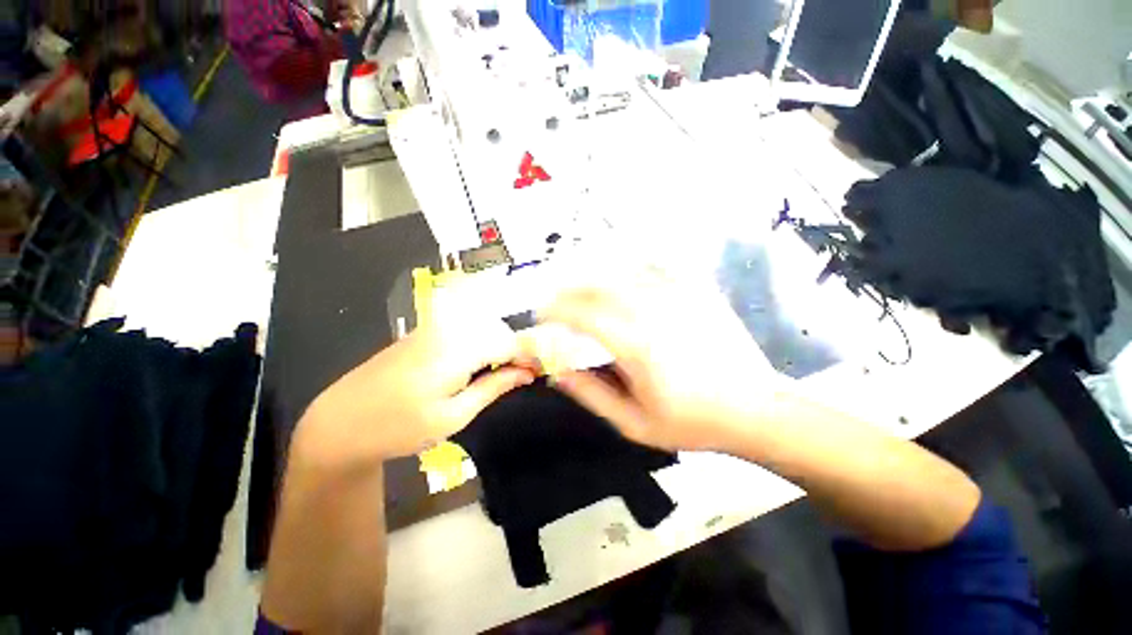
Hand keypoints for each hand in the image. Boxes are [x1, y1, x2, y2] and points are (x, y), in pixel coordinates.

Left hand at [293, 314, 535, 469]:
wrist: (341, 421)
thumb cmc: (399, 427)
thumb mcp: (453, 416)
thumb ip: (494, 387)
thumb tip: (527, 373)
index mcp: (456, 349)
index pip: (507, 341)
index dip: (528, 356)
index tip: (538, 373)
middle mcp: (447, 329)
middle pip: (497, 329)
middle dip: (515, 350)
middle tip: (519, 376)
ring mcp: (433, 327)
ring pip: (482, 326)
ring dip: (498, 346)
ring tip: (500, 372)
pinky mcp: (424, 332)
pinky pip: (464, 329)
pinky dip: (480, 343)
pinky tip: (475, 364)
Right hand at [539, 277, 783, 452]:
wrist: (755, 408)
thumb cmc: (692, 422)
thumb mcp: (634, 422)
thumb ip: (591, 394)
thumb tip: (556, 372)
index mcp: (635, 344)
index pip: (581, 314)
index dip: (554, 311)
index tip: (542, 317)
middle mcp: (653, 310)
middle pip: (597, 286)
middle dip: (568, 291)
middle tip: (557, 303)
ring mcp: (677, 294)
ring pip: (622, 271)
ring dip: (594, 278)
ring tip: (583, 291)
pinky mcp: (695, 288)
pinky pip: (655, 265)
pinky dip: (630, 266)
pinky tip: (623, 274)